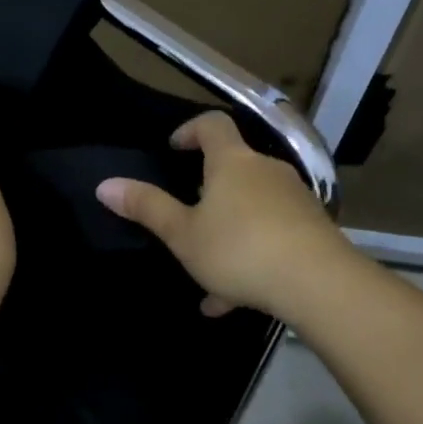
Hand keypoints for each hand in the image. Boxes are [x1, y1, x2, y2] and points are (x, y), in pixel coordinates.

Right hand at [94, 111, 355, 323]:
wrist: (317, 283)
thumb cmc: (239, 249)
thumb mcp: (183, 234)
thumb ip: (146, 208)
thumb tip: (104, 185)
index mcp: (233, 162)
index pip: (212, 125)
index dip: (190, 130)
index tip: (173, 148)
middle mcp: (267, 171)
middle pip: (235, 168)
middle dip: (209, 190)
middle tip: (187, 215)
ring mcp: (294, 200)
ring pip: (252, 209)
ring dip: (229, 233)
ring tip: (207, 275)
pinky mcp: (312, 229)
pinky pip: (272, 235)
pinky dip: (252, 256)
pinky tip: (234, 298)